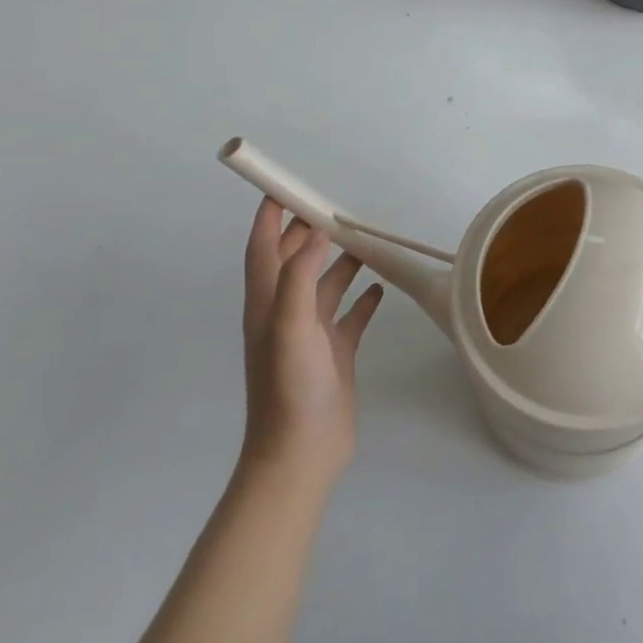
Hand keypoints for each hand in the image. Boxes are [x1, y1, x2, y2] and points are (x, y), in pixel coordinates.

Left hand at [239, 196, 383, 486]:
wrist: (301, 455)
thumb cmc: (289, 386)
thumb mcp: (289, 324)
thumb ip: (299, 275)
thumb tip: (315, 230)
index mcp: (267, 304)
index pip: (262, 249)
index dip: (268, 218)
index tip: (281, 188)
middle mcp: (286, 314)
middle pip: (294, 262)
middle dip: (308, 233)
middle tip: (332, 206)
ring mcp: (311, 335)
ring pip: (325, 285)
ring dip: (341, 261)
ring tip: (364, 239)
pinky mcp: (335, 353)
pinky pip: (350, 316)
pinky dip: (363, 299)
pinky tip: (380, 287)